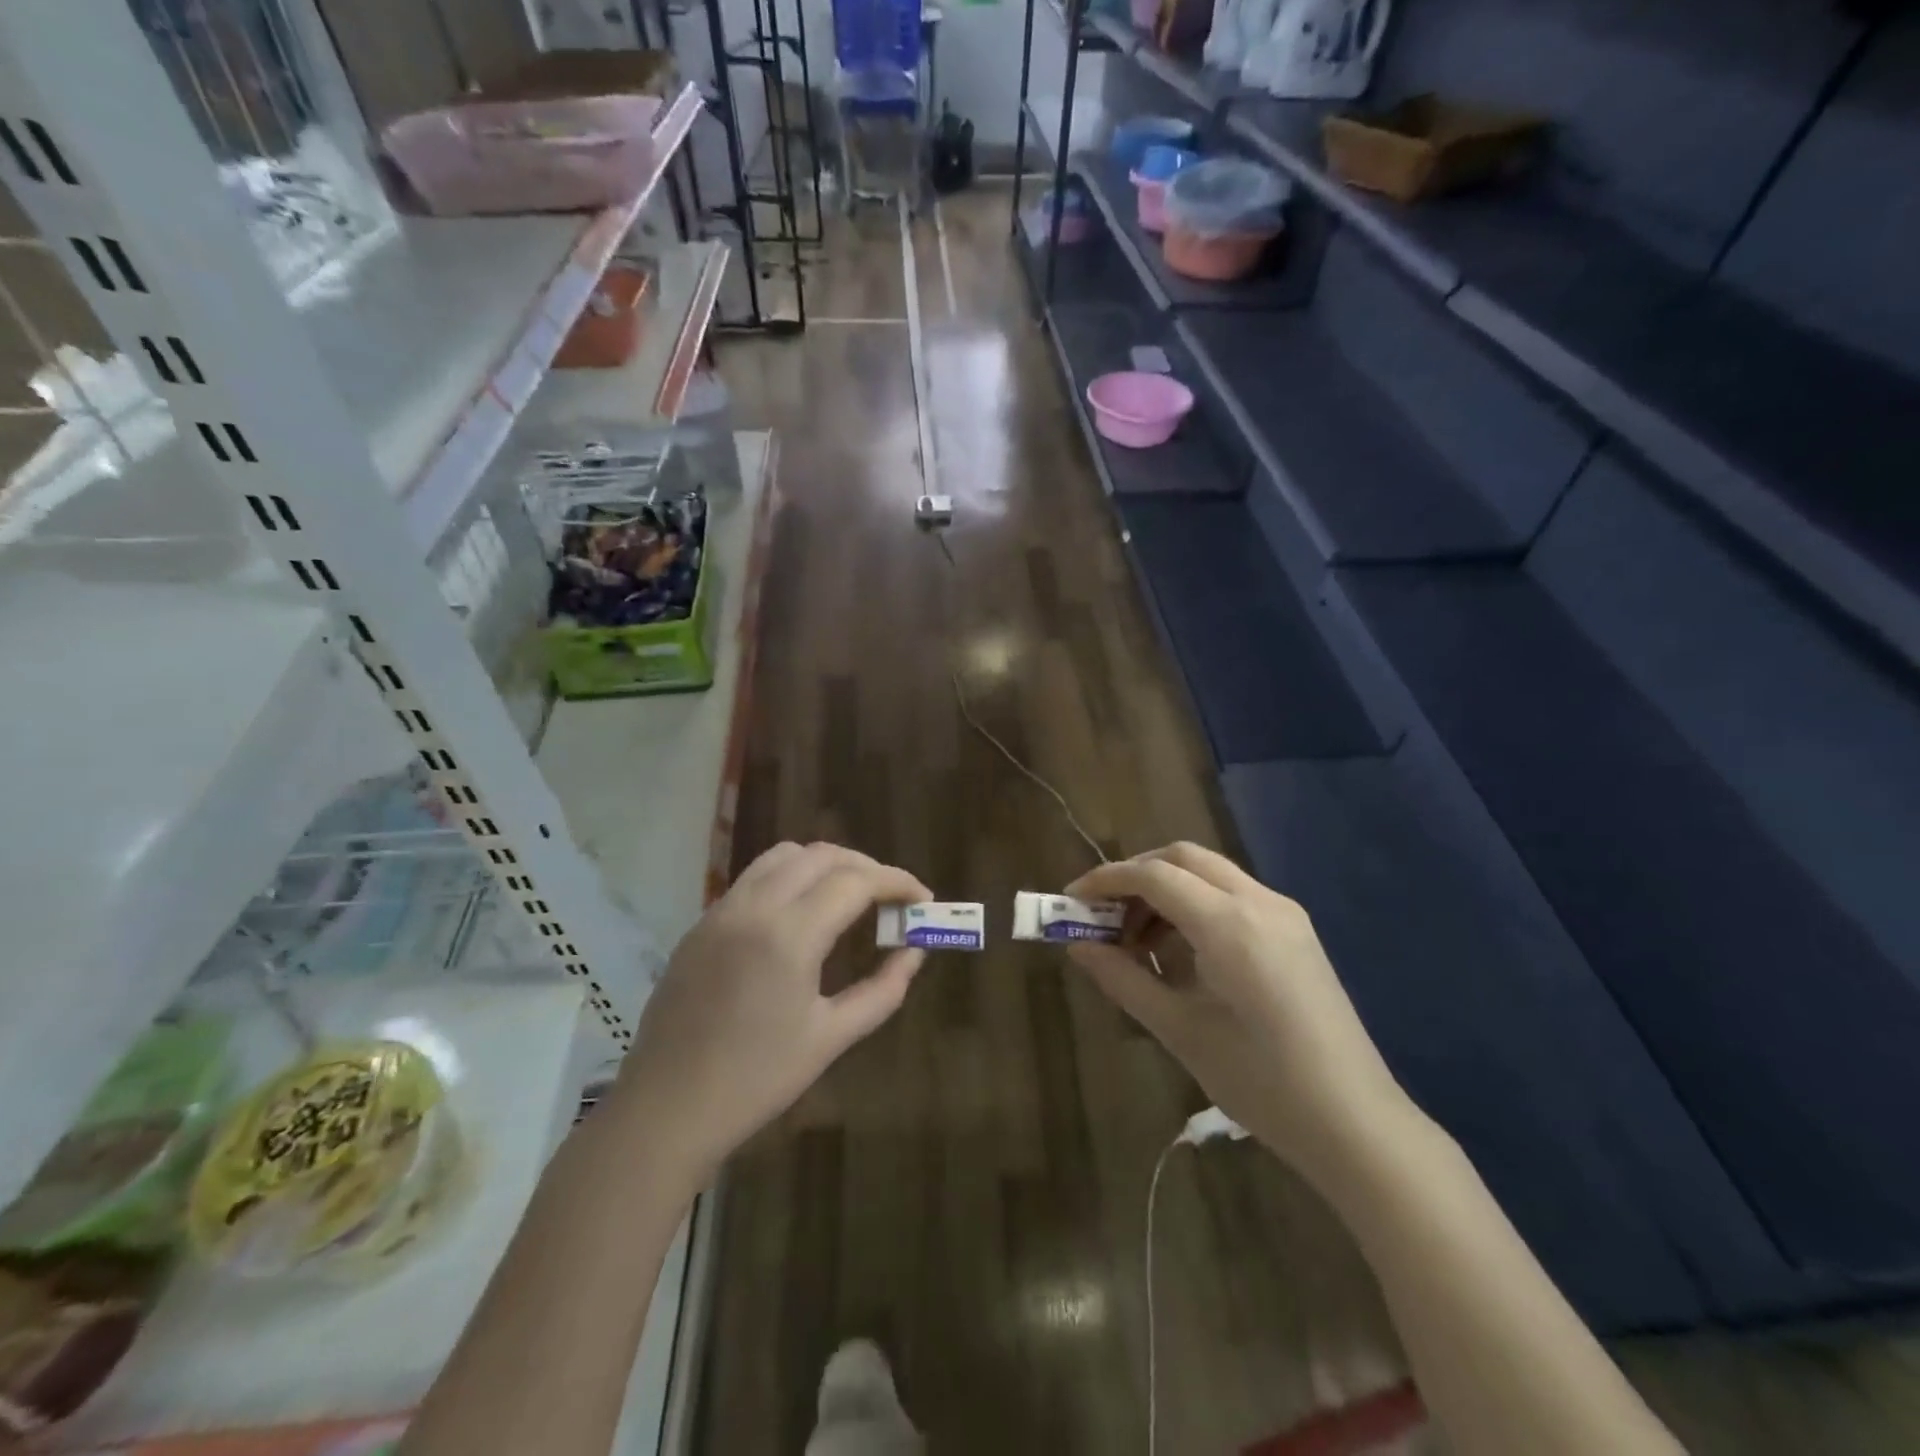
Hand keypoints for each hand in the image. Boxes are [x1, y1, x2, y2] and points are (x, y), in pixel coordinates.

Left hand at [609, 843, 930, 1188]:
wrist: (665, 1109)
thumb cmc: (756, 1081)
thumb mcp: (831, 1038)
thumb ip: (883, 990)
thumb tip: (914, 952)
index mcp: (789, 935)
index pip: (856, 881)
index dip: (897, 882)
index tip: (923, 899)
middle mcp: (754, 906)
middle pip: (823, 855)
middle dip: (866, 867)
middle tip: (893, 899)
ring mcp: (722, 910)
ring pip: (785, 855)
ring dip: (827, 863)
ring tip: (851, 896)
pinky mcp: (702, 922)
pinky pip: (755, 877)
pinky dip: (791, 876)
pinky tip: (804, 912)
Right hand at [1067, 843, 1414, 1184]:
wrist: (1357, 1123)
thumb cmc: (1261, 1082)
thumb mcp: (1180, 1030)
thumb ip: (1123, 979)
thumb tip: (1077, 947)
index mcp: (1230, 924)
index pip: (1154, 875)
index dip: (1105, 881)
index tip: (1071, 900)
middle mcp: (1260, 902)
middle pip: (1183, 858)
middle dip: (1136, 875)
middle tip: (1103, 915)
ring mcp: (1284, 914)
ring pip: (1209, 873)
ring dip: (1166, 890)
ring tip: (1137, 942)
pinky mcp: (1296, 932)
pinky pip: (1233, 896)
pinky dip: (1196, 905)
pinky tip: (1181, 952)